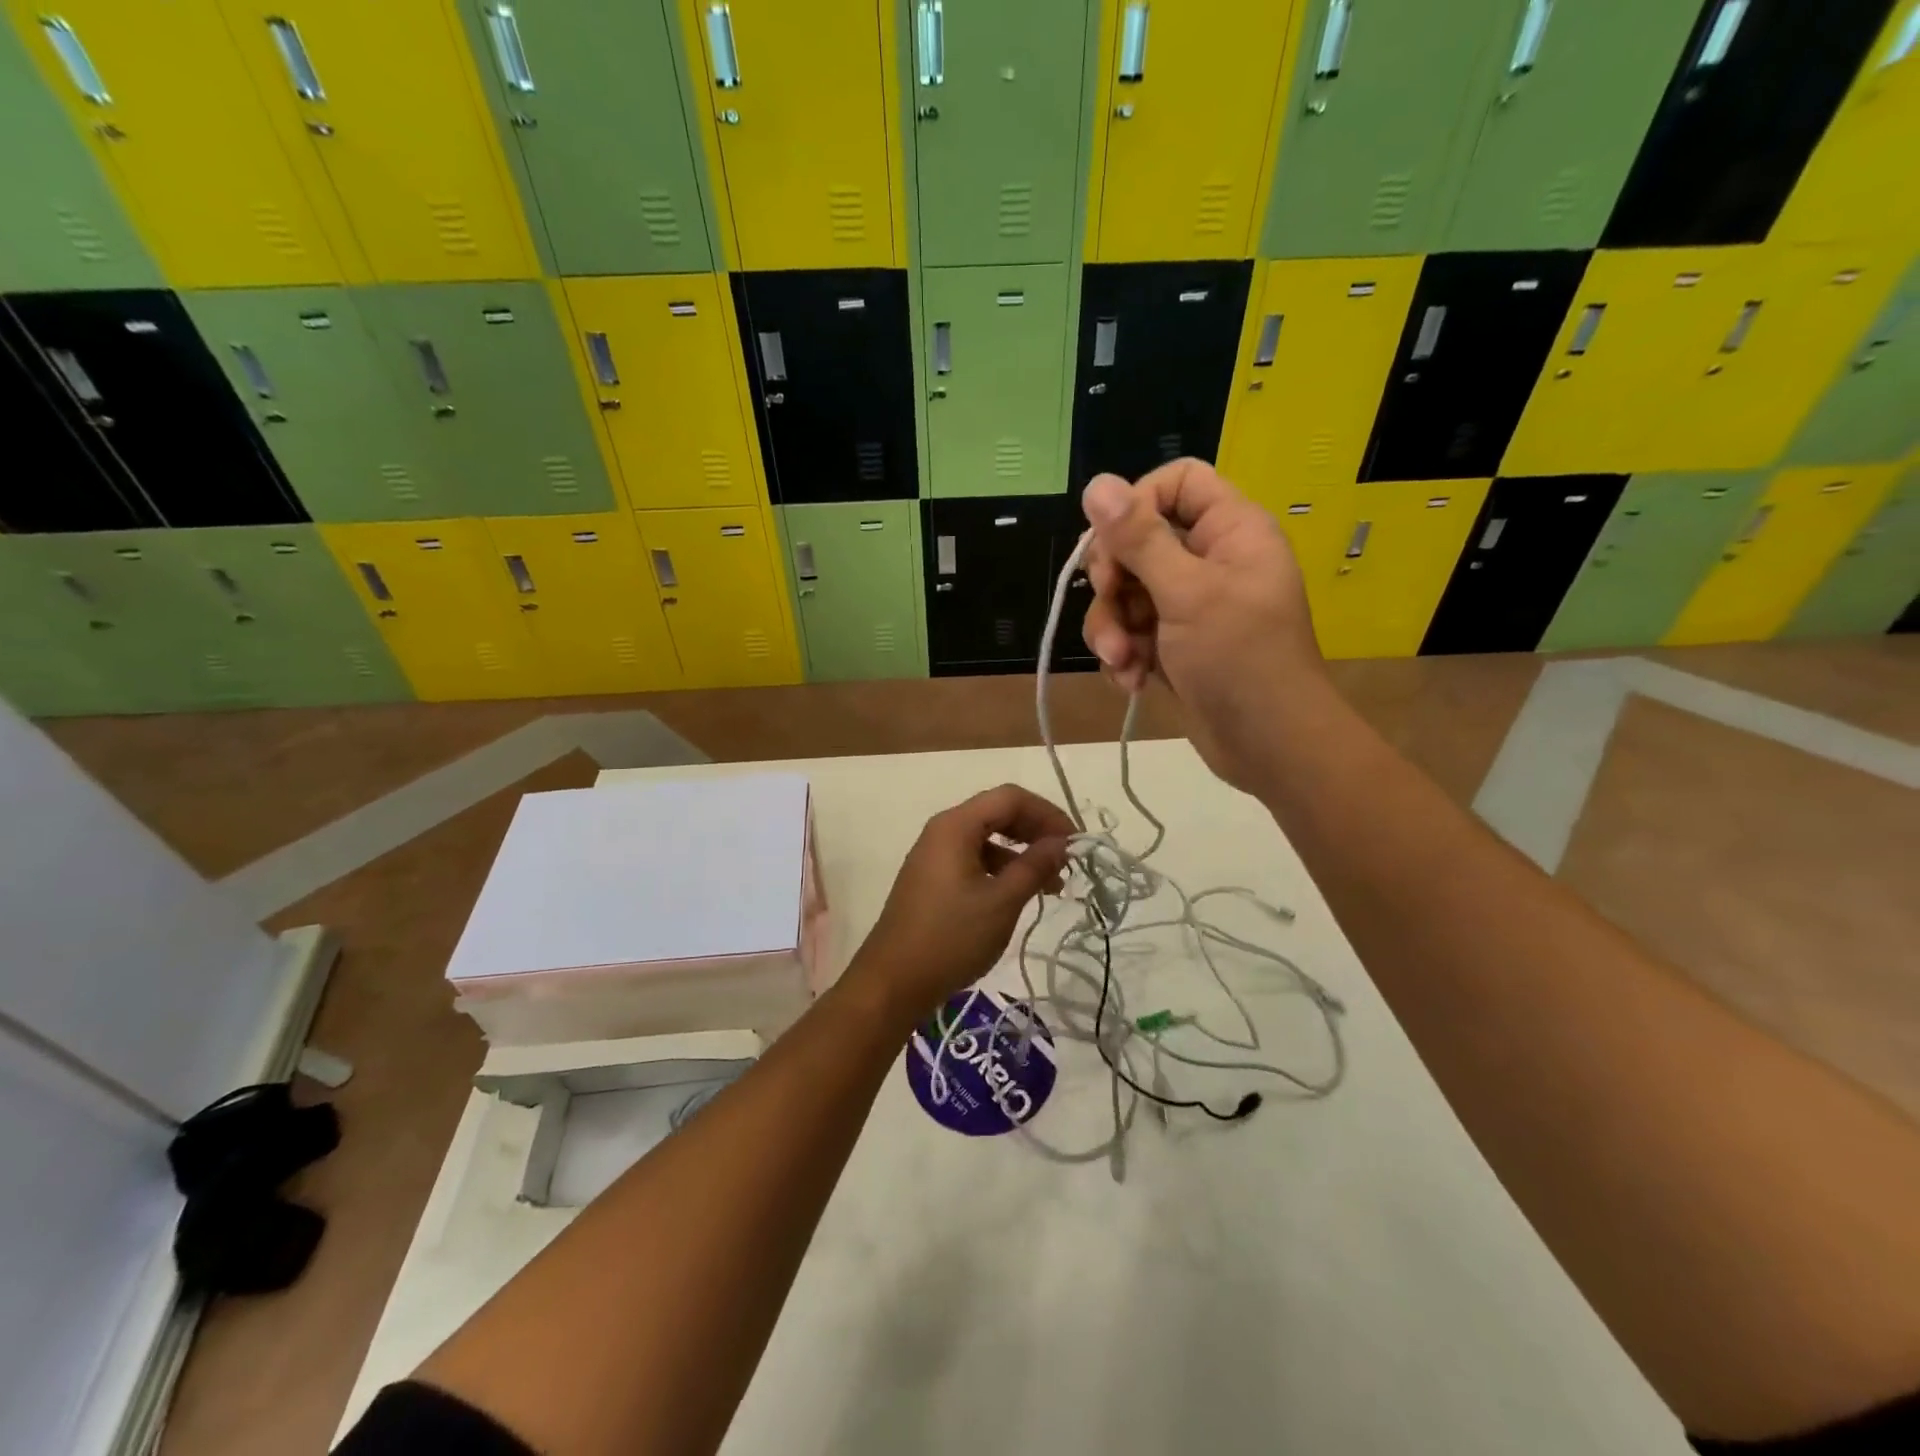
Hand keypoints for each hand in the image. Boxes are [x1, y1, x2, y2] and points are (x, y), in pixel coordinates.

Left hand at [846, 784, 1073, 1022]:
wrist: (893, 981)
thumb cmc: (951, 937)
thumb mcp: (1002, 901)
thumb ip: (1035, 865)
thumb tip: (1062, 842)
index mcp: (956, 825)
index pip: (1010, 797)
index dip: (1048, 814)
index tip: (1076, 842)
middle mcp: (943, 830)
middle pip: (998, 813)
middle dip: (1036, 832)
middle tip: (1068, 860)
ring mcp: (935, 855)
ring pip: (987, 838)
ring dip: (1022, 854)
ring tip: (1053, 885)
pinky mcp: (933, 878)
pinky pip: (974, 859)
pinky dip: (1001, 869)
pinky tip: (1020, 895)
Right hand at [1080, 459, 1324, 791]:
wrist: (1269, 745)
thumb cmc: (1239, 659)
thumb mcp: (1186, 593)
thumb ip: (1139, 539)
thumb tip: (1096, 483)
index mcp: (1230, 530)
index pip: (1176, 483)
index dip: (1136, 505)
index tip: (1113, 544)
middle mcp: (1209, 560)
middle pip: (1138, 542)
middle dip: (1114, 582)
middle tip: (1112, 606)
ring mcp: (1189, 606)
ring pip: (1127, 594)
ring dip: (1113, 628)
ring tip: (1122, 662)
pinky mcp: (1173, 645)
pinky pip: (1131, 632)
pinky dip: (1124, 655)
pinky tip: (1133, 681)